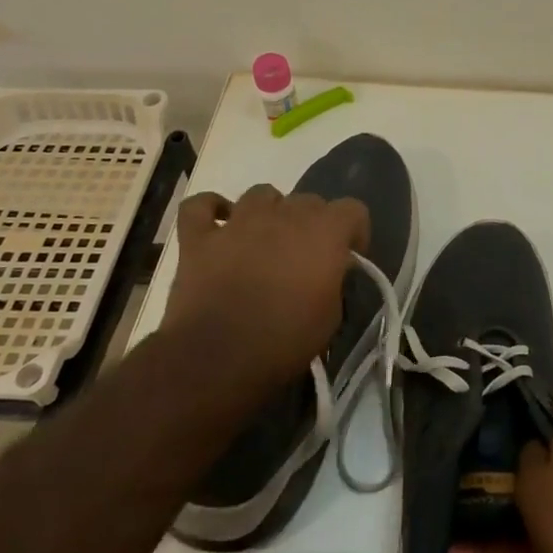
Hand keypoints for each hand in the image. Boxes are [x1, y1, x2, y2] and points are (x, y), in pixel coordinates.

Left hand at [160, 184, 368, 398]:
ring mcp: (239, 221)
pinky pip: (199, 206)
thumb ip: (334, 280)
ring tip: (265, 238)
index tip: (347, 257)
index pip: (353, 209)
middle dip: (312, 223)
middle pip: (308, 200)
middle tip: (305, 256)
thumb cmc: (284, 340)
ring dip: (268, 211)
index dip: (354, 231)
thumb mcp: (331, 317)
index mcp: (324, 231)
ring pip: (260, 194)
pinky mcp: (199, 237)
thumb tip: (329, 269)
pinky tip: (218, 224)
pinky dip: (210, 209)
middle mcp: (285, 214)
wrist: (217, 358)